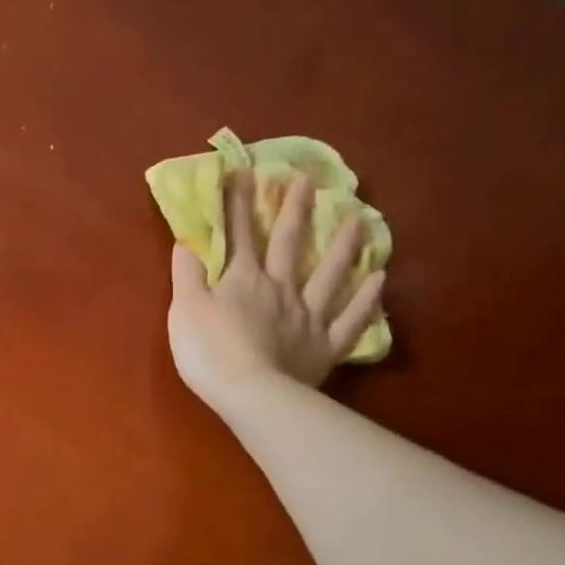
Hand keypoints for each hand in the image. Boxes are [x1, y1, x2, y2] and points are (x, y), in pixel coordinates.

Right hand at [168, 169, 384, 410]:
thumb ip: (187, 275)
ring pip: (330, 275)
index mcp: (243, 280)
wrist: (250, 393)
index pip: (240, 234)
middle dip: (295, 210)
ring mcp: (308, 316)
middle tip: (309, 180)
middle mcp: (281, 289)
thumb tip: (187, 242)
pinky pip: (351, 320)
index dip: (239, 203)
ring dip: (343, 246)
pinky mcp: (325, 345)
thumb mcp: (185, 310)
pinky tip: (379, 280)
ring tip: (360, 220)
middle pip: (290, 244)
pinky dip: (366, 299)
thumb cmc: (209, 351)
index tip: (245, 172)